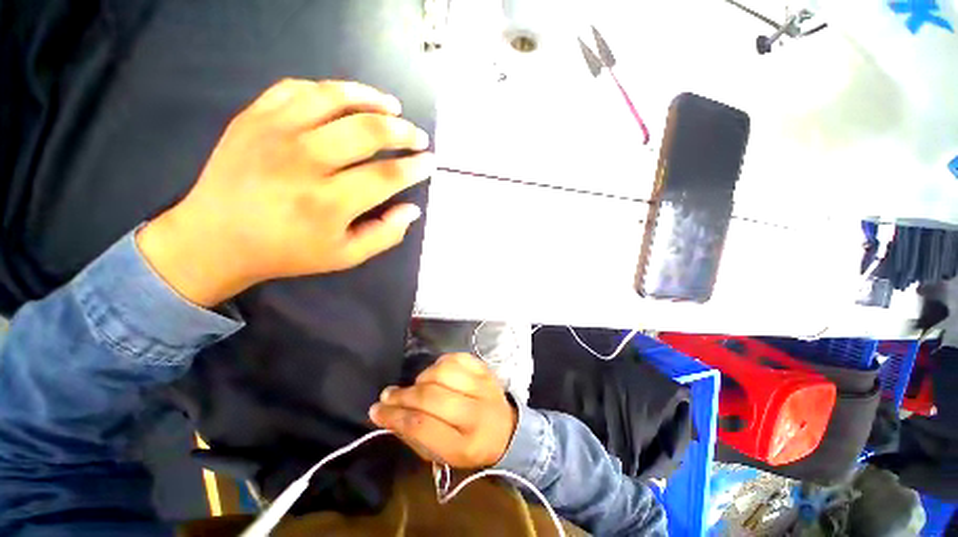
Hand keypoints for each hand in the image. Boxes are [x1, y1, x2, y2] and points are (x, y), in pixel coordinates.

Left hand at [136, 79, 433, 305]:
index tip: (429, 162)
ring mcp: (275, 132)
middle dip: (402, 132)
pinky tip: (346, 99)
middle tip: (417, 136)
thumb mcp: (345, 256)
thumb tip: (412, 209)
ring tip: (392, 106)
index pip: (386, 176)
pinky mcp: (253, 117)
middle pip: (366, 131)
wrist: (215, 238)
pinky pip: (297, 88)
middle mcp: (304, 161)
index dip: (414, 167)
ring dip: (371, 98)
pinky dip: (329, 90)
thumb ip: (385, 235)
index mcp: (328, 203)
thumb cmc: (287, 252)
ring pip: (334, 98)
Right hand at [369, 353, 517, 468]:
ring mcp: (483, 386)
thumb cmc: (470, 446)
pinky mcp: (485, 369)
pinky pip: (456, 358)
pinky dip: (440, 363)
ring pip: (442, 373)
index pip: (422, 426)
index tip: (377, 410)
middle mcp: (476, 413)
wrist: (506, 429)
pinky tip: (436, 374)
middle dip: (403, 395)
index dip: (395, 417)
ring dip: (422, 378)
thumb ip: (413, 436)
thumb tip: (385, 414)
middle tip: (388, 395)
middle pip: (431, 397)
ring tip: (417, 386)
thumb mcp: (442, 455)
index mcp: (465, 445)